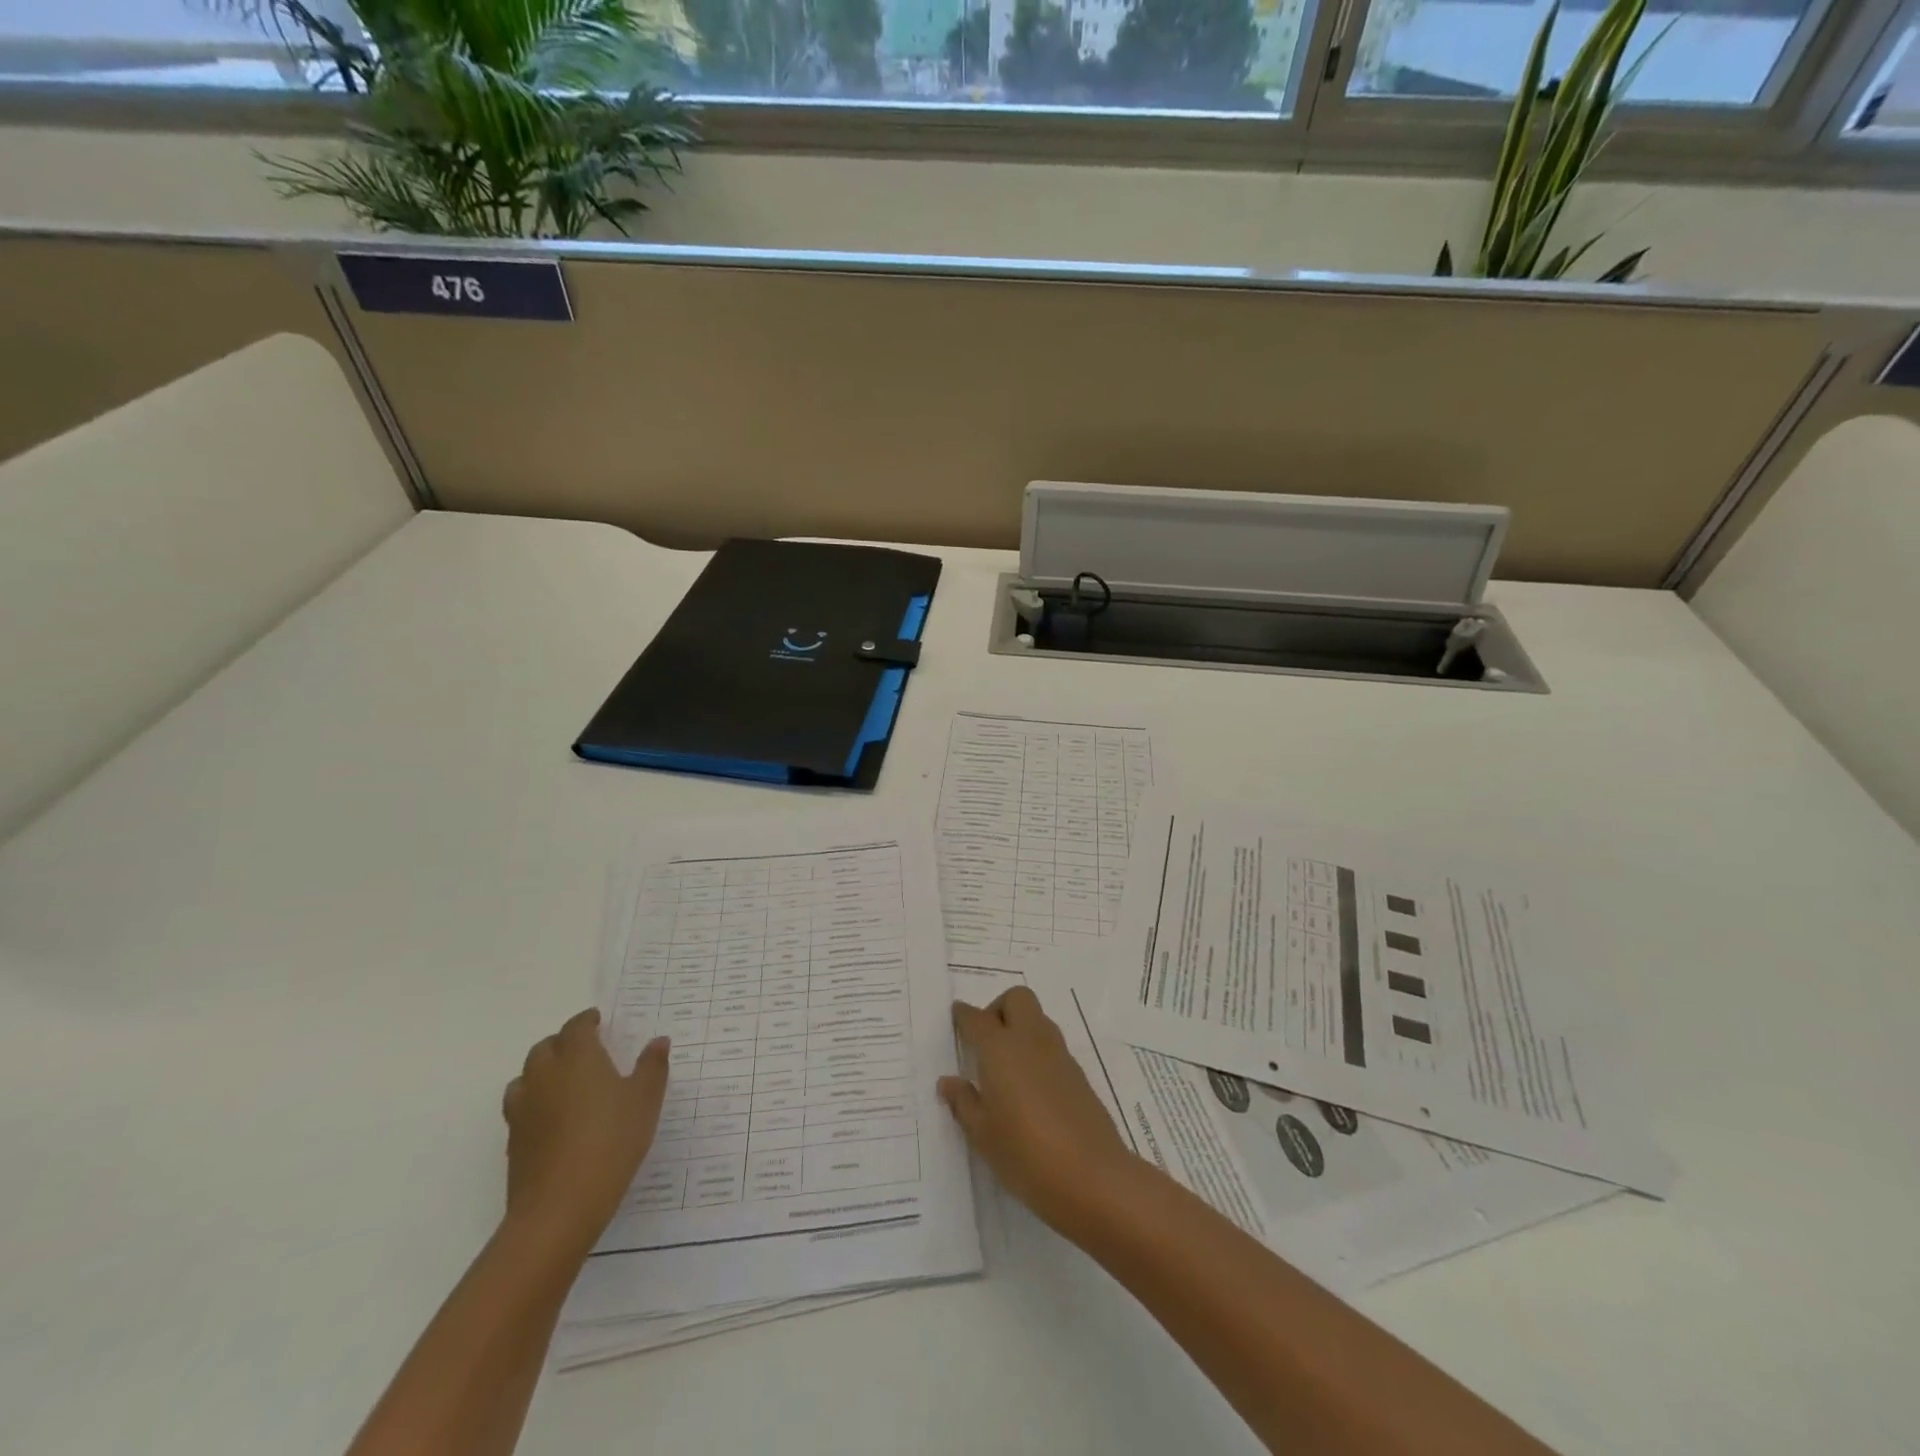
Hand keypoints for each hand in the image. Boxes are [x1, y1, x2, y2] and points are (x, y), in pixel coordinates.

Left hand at [501, 1009, 669, 1257]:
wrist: (560, 1207)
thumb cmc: (611, 1141)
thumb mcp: (645, 1100)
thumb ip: (652, 1066)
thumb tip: (658, 1041)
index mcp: (578, 1058)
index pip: (576, 1027)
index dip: (587, 1020)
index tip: (599, 1021)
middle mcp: (545, 1075)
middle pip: (545, 1047)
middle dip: (564, 1042)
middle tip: (586, 1049)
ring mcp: (524, 1109)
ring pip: (526, 1076)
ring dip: (543, 1071)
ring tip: (565, 1082)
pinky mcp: (513, 1140)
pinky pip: (521, 1107)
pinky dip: (535, 1102)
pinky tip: (554, 1119)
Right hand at [939, 987, 1135, 1235]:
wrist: (1092, 1176)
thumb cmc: (1025, 1154)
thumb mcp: (983, 1134)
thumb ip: (964, 1103)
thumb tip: (949, 1082)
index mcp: (1001, 1049)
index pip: (978, 1019)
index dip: (964, 1015)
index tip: (956, 1015)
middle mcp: (1031, 1040)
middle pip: (1017, 999)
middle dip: (999, 1008)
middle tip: (985, 1041)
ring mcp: (1059, 1055)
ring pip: (1038, 1019)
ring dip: (1021, 1028)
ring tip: (1006, 1067)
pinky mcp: (1079, 1074)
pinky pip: (1052, 1046)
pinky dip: (1037, 1052)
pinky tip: (1029, 1088)